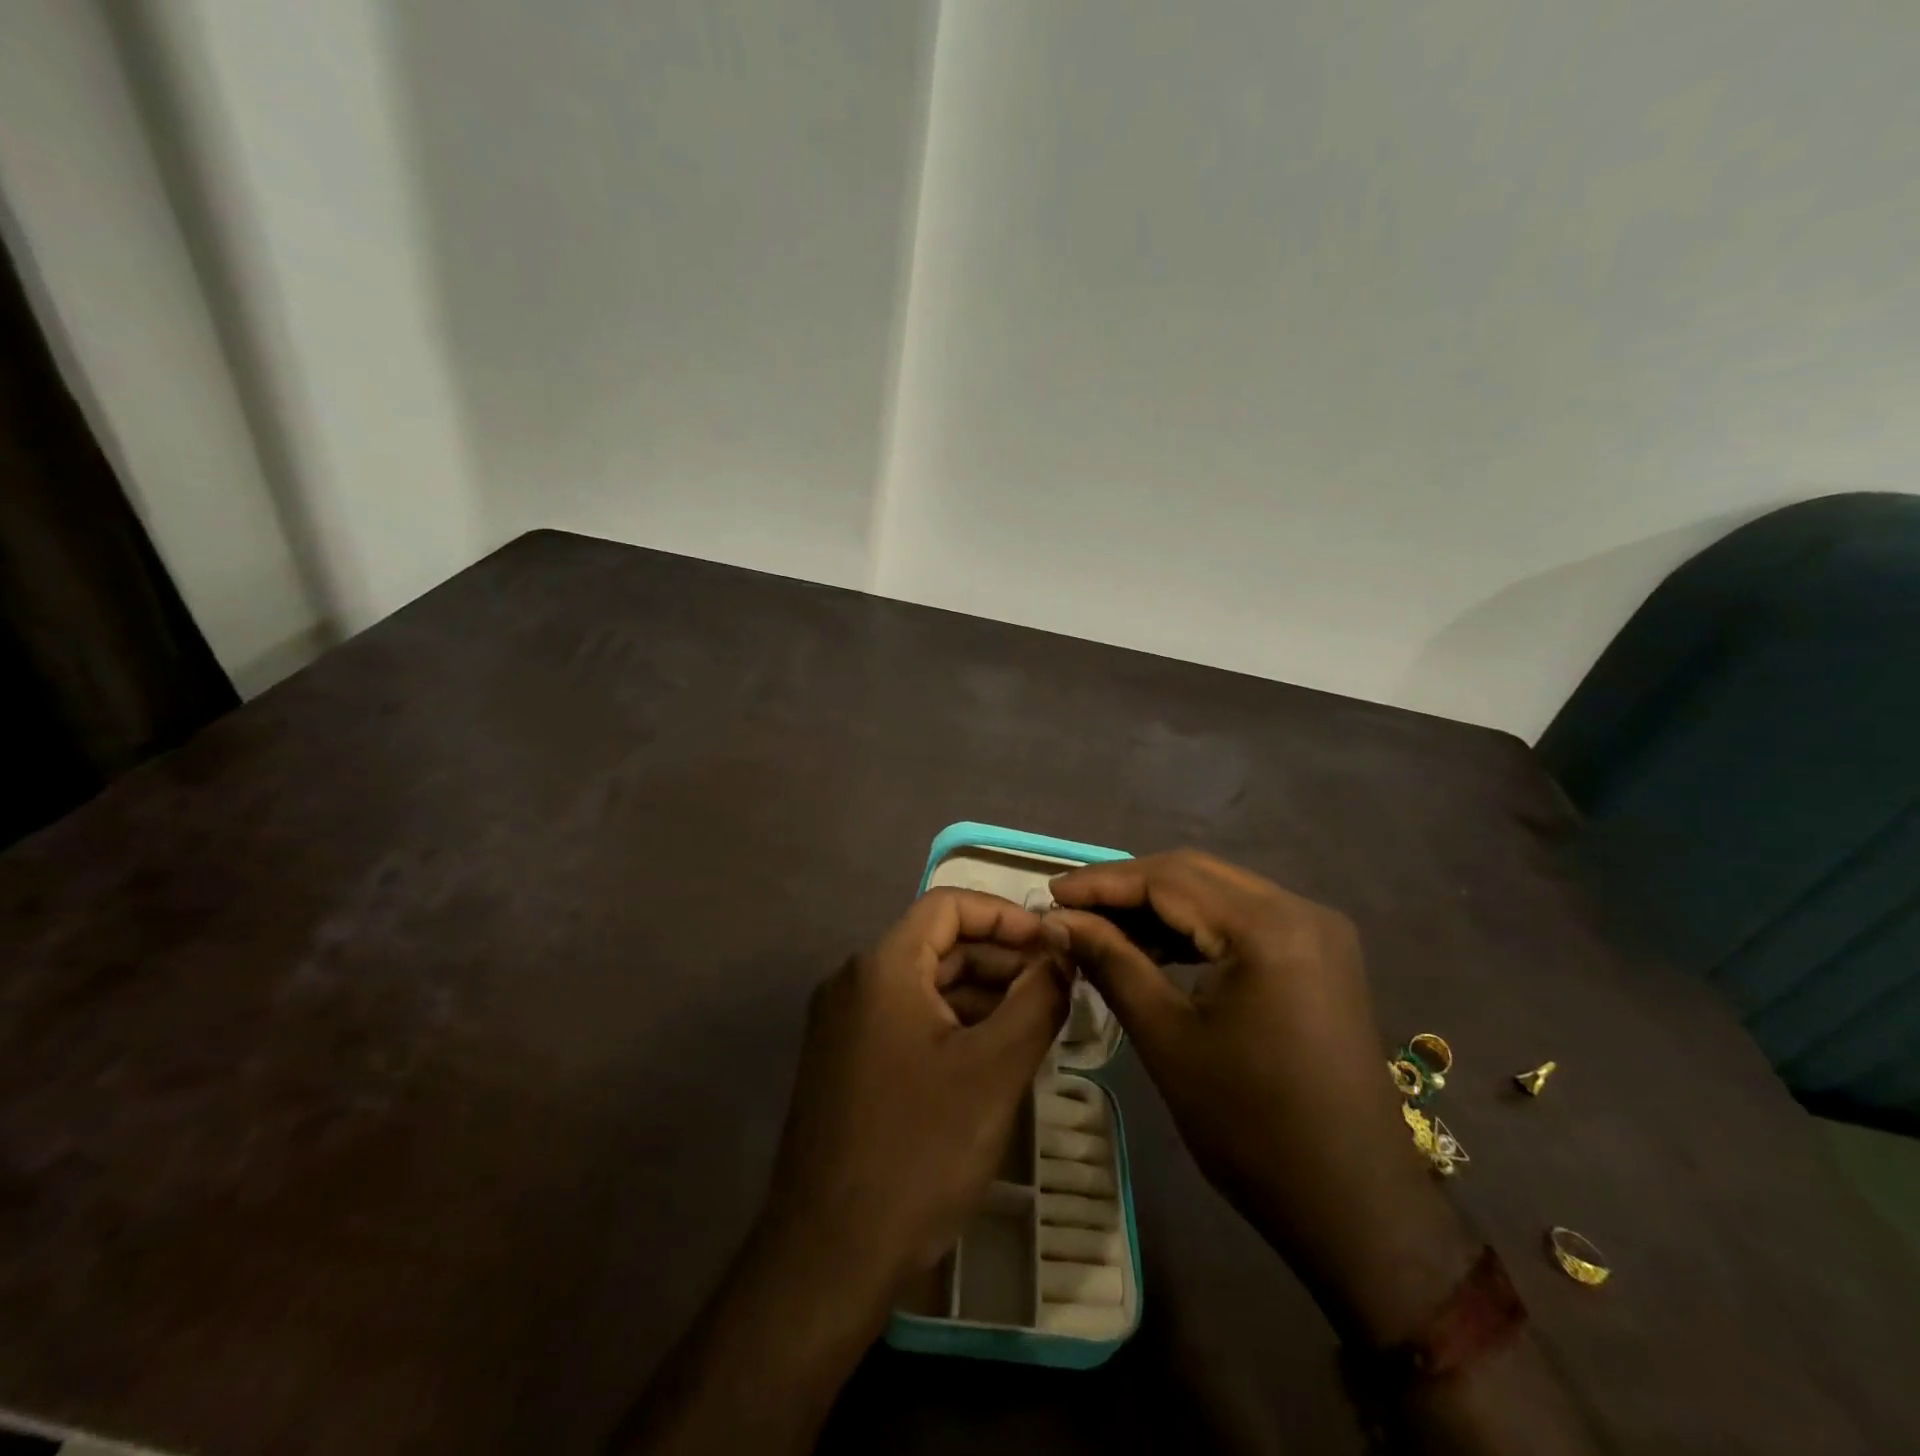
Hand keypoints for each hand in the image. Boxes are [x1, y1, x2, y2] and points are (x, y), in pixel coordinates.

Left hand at [766, 888, 1069, 1295]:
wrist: (828, 1254)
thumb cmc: (918, 1150)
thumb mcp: (994, 1070)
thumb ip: (1037, 1002)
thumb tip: (1062, 956)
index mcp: (883, 968)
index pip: (949, 905)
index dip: (1005, 915)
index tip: (1052, 943)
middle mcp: (855, 982)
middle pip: (938, 945)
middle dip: (1001, 958)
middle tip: (1057, 987)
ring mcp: (844, 1024)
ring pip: (925, 986)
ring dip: (982, 994)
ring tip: (1037, 1022)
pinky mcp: (845, 1062)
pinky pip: (907, 1020)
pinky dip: (953, 1024)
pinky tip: (993, 1055)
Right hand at [1044, 851, 1474, 1344]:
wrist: (1354, 1205)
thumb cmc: (1251, 1127)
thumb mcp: (1167, 1038)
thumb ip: (1111, 962)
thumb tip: (1058, 920)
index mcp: (1267, 927)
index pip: (1168, 879)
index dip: (1102, 882)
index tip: (1050, 894)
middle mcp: (1300, 910)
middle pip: (1194, 874)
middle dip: (1127, 887)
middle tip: (1070, 907)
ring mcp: (1316, 930)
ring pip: (1218, 892)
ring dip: (1159, 905)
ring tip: (1101, 927)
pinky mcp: (1319, 954)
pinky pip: (1243, 919)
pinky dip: (1195, 926)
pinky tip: (1154, 946)